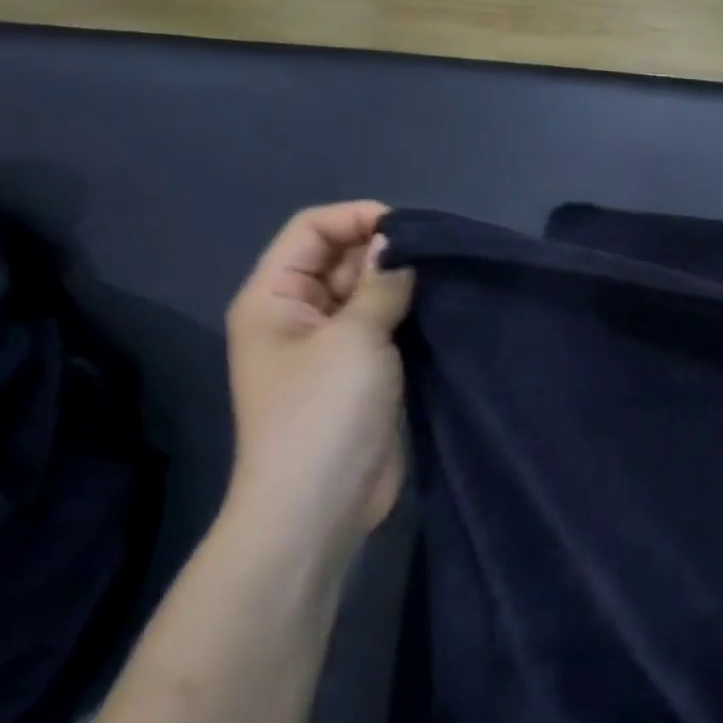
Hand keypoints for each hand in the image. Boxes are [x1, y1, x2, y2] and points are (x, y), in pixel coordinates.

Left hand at [224, 201, 414, 551]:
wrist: (321, 504)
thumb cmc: (324, 413)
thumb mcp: (354, 338)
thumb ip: (380, 284)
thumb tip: (399, 246)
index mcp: (274, 298)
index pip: (311, 230)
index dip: (358, 217)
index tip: (412, 228)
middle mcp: (298, 315)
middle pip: (340, 258)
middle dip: (385, 250)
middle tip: (440, 255)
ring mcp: (331, 346)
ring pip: (368, 293)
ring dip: (402, 284)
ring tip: (448, 279)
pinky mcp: (362, 373)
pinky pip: (385, 327)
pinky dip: (410, 315)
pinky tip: (443, 310)